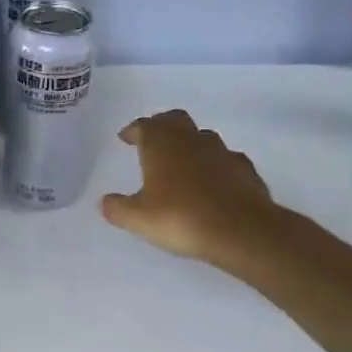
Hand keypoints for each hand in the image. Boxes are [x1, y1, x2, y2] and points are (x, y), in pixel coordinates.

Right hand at [101, 110, 283, 272]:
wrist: (242, 231)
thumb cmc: (181, 218)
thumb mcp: (139, 219)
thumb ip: (118, 208)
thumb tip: (105, 202)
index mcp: (161, 144)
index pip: (144, 125)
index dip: (133, 130)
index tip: (125, 138)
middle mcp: (191, 140)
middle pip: (175, 120)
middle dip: (162, 126)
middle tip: (153, 140)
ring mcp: (222, 152)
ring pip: (202, 137)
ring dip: (190, 144)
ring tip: (183, 163)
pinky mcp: (245, 169)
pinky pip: (226, 159)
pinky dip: (216, 165)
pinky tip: (214, 182)